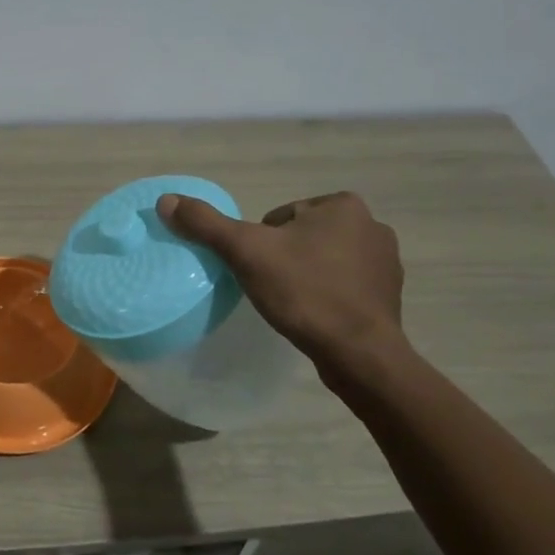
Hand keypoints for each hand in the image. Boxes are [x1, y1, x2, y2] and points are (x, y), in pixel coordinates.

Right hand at [157, 191, 406, 367]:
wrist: (358, 353)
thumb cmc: (304, 292)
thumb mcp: (245, 252)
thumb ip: (206, 224)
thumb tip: (166, 200)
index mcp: (342, 205)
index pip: (279, 217)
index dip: (260, 244)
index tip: (259, 270)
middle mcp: (372, 224)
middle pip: (300, 237)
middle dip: (284, 258)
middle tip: (272, 288)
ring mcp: (386, 261)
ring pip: (323, 260)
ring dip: (306, 275)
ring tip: (293, 304)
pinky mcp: (389, 295)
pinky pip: (344, 285)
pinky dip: (327, 296)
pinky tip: (316, 317)